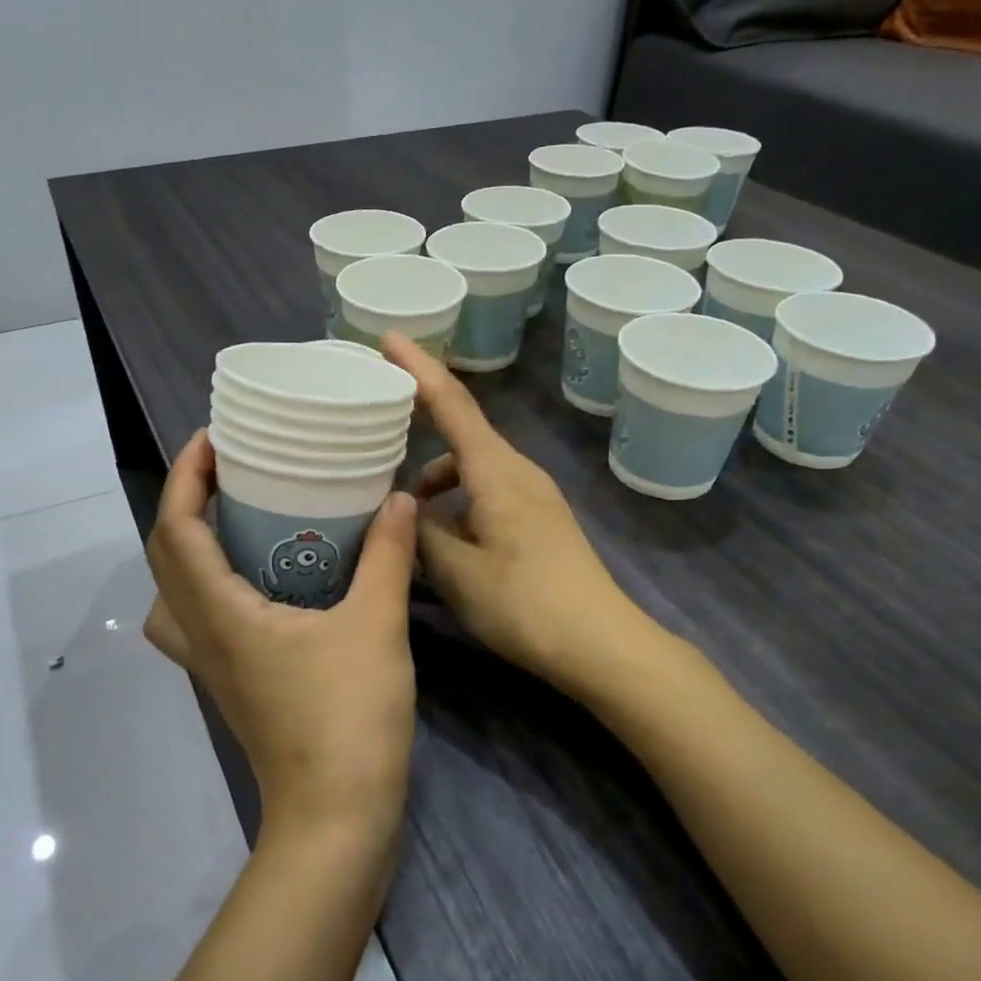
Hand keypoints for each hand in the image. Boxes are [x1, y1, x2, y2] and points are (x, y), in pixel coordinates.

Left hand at [144, 431, 418, 840]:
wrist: (337, 816)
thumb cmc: (349, 717)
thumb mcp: (376, 624)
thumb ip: (387, 554)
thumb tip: (398, 496)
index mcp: (221, 613)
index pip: (176, 529)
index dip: (185, 477)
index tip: (212, 437)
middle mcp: (202, 635)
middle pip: (165, 555)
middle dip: (185, 501)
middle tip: (229, 467)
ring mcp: (212, 664)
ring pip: (172, 592)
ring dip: (189, 545)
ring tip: (234, 516)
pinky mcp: (233, 682)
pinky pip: (197, 618)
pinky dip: (208, 584)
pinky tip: (257, 579)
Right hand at [382, 333, 641, 691]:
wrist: (602, 643)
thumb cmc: (525, 603)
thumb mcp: (457, 572)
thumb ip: (421, 532)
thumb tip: (405, 508)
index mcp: (496, 471)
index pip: (451, 403)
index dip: (417, 367)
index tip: (387, 337)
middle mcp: (516, 470)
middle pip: (462, 430)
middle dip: (421, 418)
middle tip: (378, 418)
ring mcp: (532, 494)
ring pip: (472, 466)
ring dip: (437, 475)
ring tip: (405, 508)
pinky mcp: (538, 519)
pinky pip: (487, 490)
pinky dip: (457, 498)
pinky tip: (442, 536)